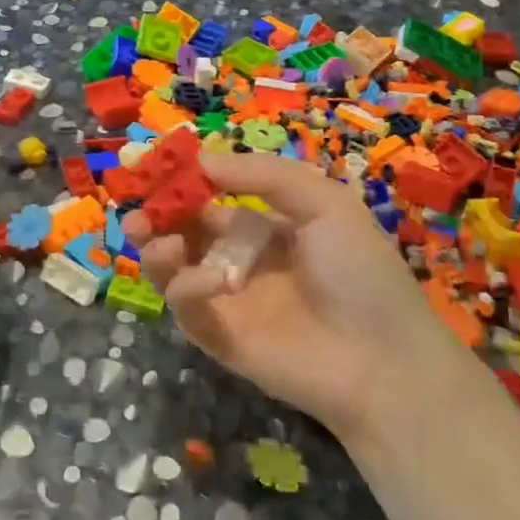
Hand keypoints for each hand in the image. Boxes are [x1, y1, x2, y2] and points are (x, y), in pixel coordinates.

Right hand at [122, 150, 452, 443]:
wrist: (383, 362)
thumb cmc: (359, 272)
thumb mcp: (324, 204)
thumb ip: (264, 175)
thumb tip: (201, 158)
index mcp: (265, 227)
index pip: (209, 199)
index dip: (181, 182)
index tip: (152, 164)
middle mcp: (239, 259)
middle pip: (181, 231)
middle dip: (155, 215)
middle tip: (135, 207)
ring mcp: (226, 300)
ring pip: (172, 269)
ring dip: (157, 250)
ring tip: (158, 240)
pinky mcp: (217, 337)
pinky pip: (186, 306)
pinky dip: (187, 287)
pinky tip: (212, 281)